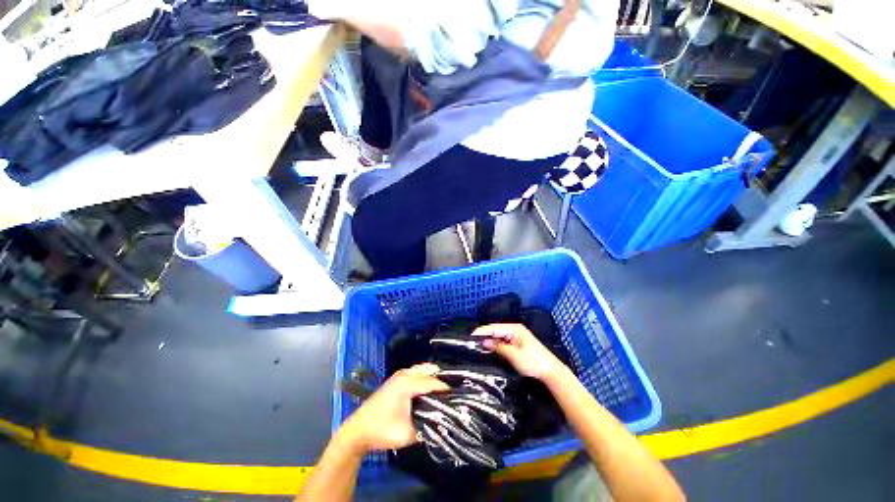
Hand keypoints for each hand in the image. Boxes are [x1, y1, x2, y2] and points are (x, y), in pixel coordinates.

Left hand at [337, 363, 448, 453]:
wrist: (358, 430)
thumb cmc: (382, 431)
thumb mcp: (407, 434)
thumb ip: (427, 427)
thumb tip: (441, 421)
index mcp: (407, 383)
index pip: (433, 382)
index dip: (446, 390)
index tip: (457, 398)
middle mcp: (405, 374)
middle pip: (429, 370)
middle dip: (440, 380)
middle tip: (450, 394)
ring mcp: (399, 374)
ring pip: (422, 369)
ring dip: (432, 377)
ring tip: (442, 393)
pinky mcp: (396, 379)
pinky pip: (416, 372)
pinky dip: (424, 377)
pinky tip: (428, 390)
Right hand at [473, 323, 569, 381]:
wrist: (551, 371)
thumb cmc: (533, 361)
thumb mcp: (513, 355)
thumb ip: (498, 347)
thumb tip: (484, 341)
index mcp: (514, 328)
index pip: (494, 327)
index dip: (481, 331)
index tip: (469, 336)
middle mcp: (514, 329)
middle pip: (495, 330)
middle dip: (484, 334)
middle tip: (470, 341)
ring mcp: (516, 335)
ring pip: (498, 335)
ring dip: (489, 339)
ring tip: (476, 344)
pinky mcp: (517, 343)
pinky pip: (503, 340)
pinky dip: (495, 343)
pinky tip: (488, 347)